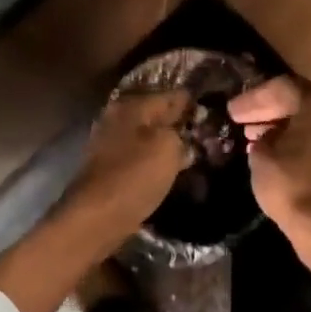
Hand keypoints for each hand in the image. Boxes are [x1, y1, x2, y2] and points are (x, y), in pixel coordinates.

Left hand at [62, 90, 192, 240]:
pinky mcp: (108, 168)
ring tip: (191, 154)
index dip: (194, 104)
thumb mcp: (169, 147)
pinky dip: (153, 161)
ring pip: (147, 137)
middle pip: (156, 115)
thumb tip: (183, 129)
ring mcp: (109, 143)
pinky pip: (138, 157)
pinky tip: (168, 170)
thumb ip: (180, 131)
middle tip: (205, 136)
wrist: (97, 216)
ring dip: (166, 144)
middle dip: (179, 124)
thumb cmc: (136, 176)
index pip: (172, 95)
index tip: (213, 114)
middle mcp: (117, 117)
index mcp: (132, 105)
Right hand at [229, 76, 310, 238]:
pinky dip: (293, 139)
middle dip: (266, 109)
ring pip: (306, 120)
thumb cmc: (290, 186)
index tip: (232, 111)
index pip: (280, 88)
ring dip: (279, 125)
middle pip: (296, 101)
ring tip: (252, 136)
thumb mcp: (261, 158)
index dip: (252, 99)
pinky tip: (272, 151)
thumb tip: (264, 137)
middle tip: (240, 119)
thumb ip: (260, 139)